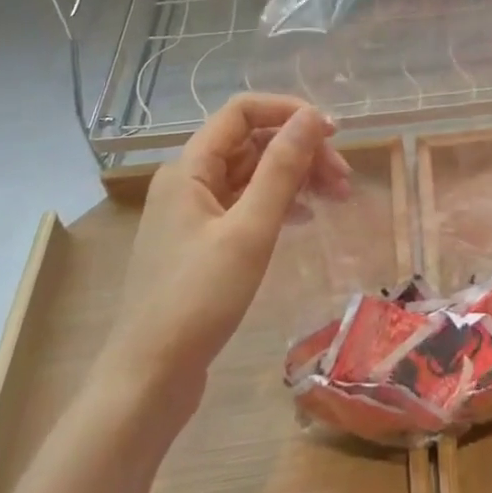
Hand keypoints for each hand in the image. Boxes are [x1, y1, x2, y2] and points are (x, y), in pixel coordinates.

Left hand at [94, 94, 350, 413]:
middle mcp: (188, 180)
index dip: (290, 112)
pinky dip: (279, 202)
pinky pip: (246, 202)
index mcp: (190, 168)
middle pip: (252, 141)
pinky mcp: (202, 242)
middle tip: (343, 179)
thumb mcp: (250, 230)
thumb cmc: (199, 300)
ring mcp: (193, 212)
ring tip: (336, 197)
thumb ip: (282, 168)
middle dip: (300, 151)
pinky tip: (304, 218)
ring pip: (252, 173)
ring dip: (295, 176)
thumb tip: (312, 116)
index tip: (332, 134)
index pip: (243, 111)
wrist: (148, 381)